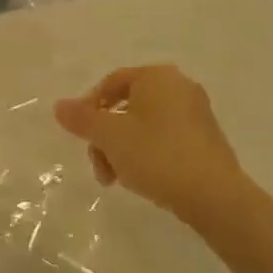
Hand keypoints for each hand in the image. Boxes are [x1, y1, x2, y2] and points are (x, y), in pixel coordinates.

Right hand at [54, 66, 245, 228]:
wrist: (213, 195)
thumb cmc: (156, 155)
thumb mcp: (109, 136)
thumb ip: (81, 118)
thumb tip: (59, 105)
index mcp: (157, 77)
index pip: (111, 82)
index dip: (88, 107)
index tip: (80, 135)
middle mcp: (179, 88)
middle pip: (125, 106)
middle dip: (104, 137)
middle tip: (98, 166)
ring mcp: (195, 114)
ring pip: (142, 126)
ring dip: (120, 150)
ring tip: (115, 179)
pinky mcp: (204, 139)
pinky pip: (163, 139)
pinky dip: (145, 154)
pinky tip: (140, 178)